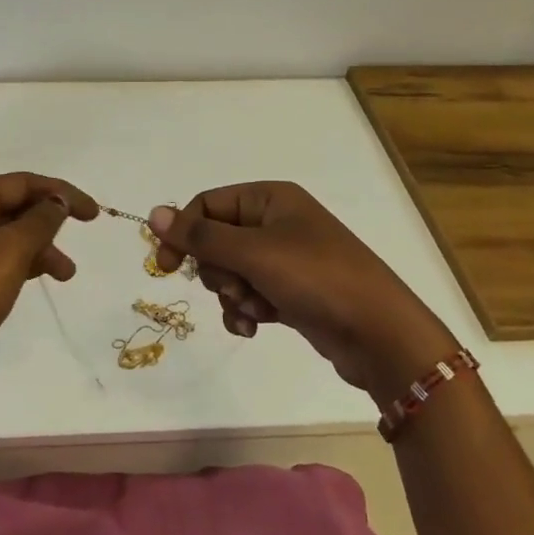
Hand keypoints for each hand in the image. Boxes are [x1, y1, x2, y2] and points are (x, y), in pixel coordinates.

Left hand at [0, 172, 97, 395]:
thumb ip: (40, 221)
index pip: (20, 182)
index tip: (93, 212)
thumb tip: (57, 201)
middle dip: (49, 219)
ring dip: (40, 247)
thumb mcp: (10, 251)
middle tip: (82, 233)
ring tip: (67, 274)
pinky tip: (40, 280)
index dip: (59, 191)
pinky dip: (22, 265)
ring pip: (8, 236)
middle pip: (13, 205)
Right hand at [150, 182, 454, 396]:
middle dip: (218, 270)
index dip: (183, 233)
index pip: (207, 205)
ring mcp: (285, 259)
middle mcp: (276, 222)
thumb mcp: (253, 253)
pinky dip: (246, 311)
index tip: (166, 267)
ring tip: (253, 310)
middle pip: (217, 240)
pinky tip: (254, 328)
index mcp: (269, 198)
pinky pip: (250, 294)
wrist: (381, 335)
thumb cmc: (316, 278)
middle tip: (236, 287)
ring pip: (231, 271)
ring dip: (232, 294)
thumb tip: (152, 214)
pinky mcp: (291, 292)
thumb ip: (200, 237)